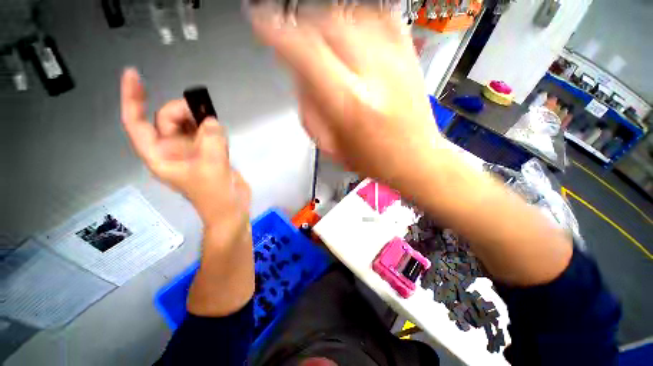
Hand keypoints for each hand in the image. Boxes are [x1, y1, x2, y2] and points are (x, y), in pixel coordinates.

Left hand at [120, 68, 250, 239]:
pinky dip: (212, 129)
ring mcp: (190, 151)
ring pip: (188, 124)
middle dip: (183, 111)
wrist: (230, 207)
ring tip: (215, 125)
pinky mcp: (207, 152)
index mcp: (160, 156)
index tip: (134, 75)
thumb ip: (212, 140)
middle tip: (204, 111)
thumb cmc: (215, 194)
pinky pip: (205, 132)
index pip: (136, 123)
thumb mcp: (212, 166)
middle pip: (167, 119)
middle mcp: (171, 150)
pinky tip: (221, 134)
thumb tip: (212, 120)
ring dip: (200, 119)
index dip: (132, 99)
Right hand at [250, 5, 441, 184]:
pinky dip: (356, 17)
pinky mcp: (409, 55)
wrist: (416, 157)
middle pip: (326, 23)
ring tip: (320, 40)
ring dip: (325, 21)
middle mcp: (373, 74)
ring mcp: (395, 60)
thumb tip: (300, 77)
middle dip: (301, 25)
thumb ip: (310, 111)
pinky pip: (378, 16)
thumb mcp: (332, 147)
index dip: (276, 32)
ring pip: (349, 14)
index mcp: (349, 104)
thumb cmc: (375, 160)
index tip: (261, 22)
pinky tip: (349, 32)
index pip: (304, 52)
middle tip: (294, 38)